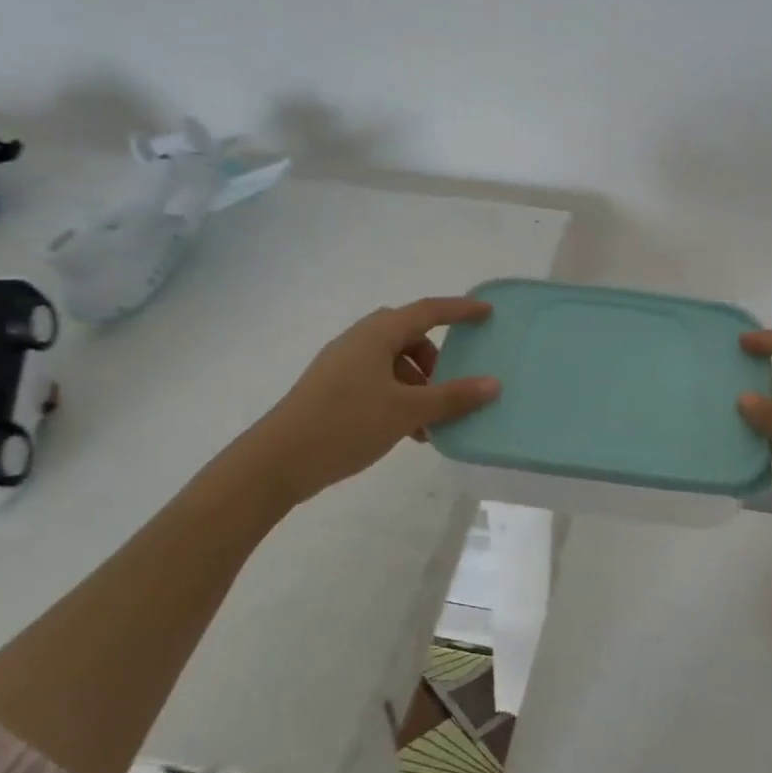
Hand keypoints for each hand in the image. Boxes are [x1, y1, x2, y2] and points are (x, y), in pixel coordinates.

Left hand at [263, 297, 500, 498]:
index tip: (487, 314)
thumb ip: (452, 397)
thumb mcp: (407, 411)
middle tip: (453, 383)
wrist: (278, 461)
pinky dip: (400, 398)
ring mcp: (343, 366)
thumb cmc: (346, 424)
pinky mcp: (334, 390)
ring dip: (419, 386)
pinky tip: (409, 433)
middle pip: (409, 337)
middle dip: (436, 359)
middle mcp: (359, 341)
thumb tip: (493, 384)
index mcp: (376, 335)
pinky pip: (378, 383)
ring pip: (394, 364)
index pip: (427, 311)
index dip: (460, 311)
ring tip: (432, 422)